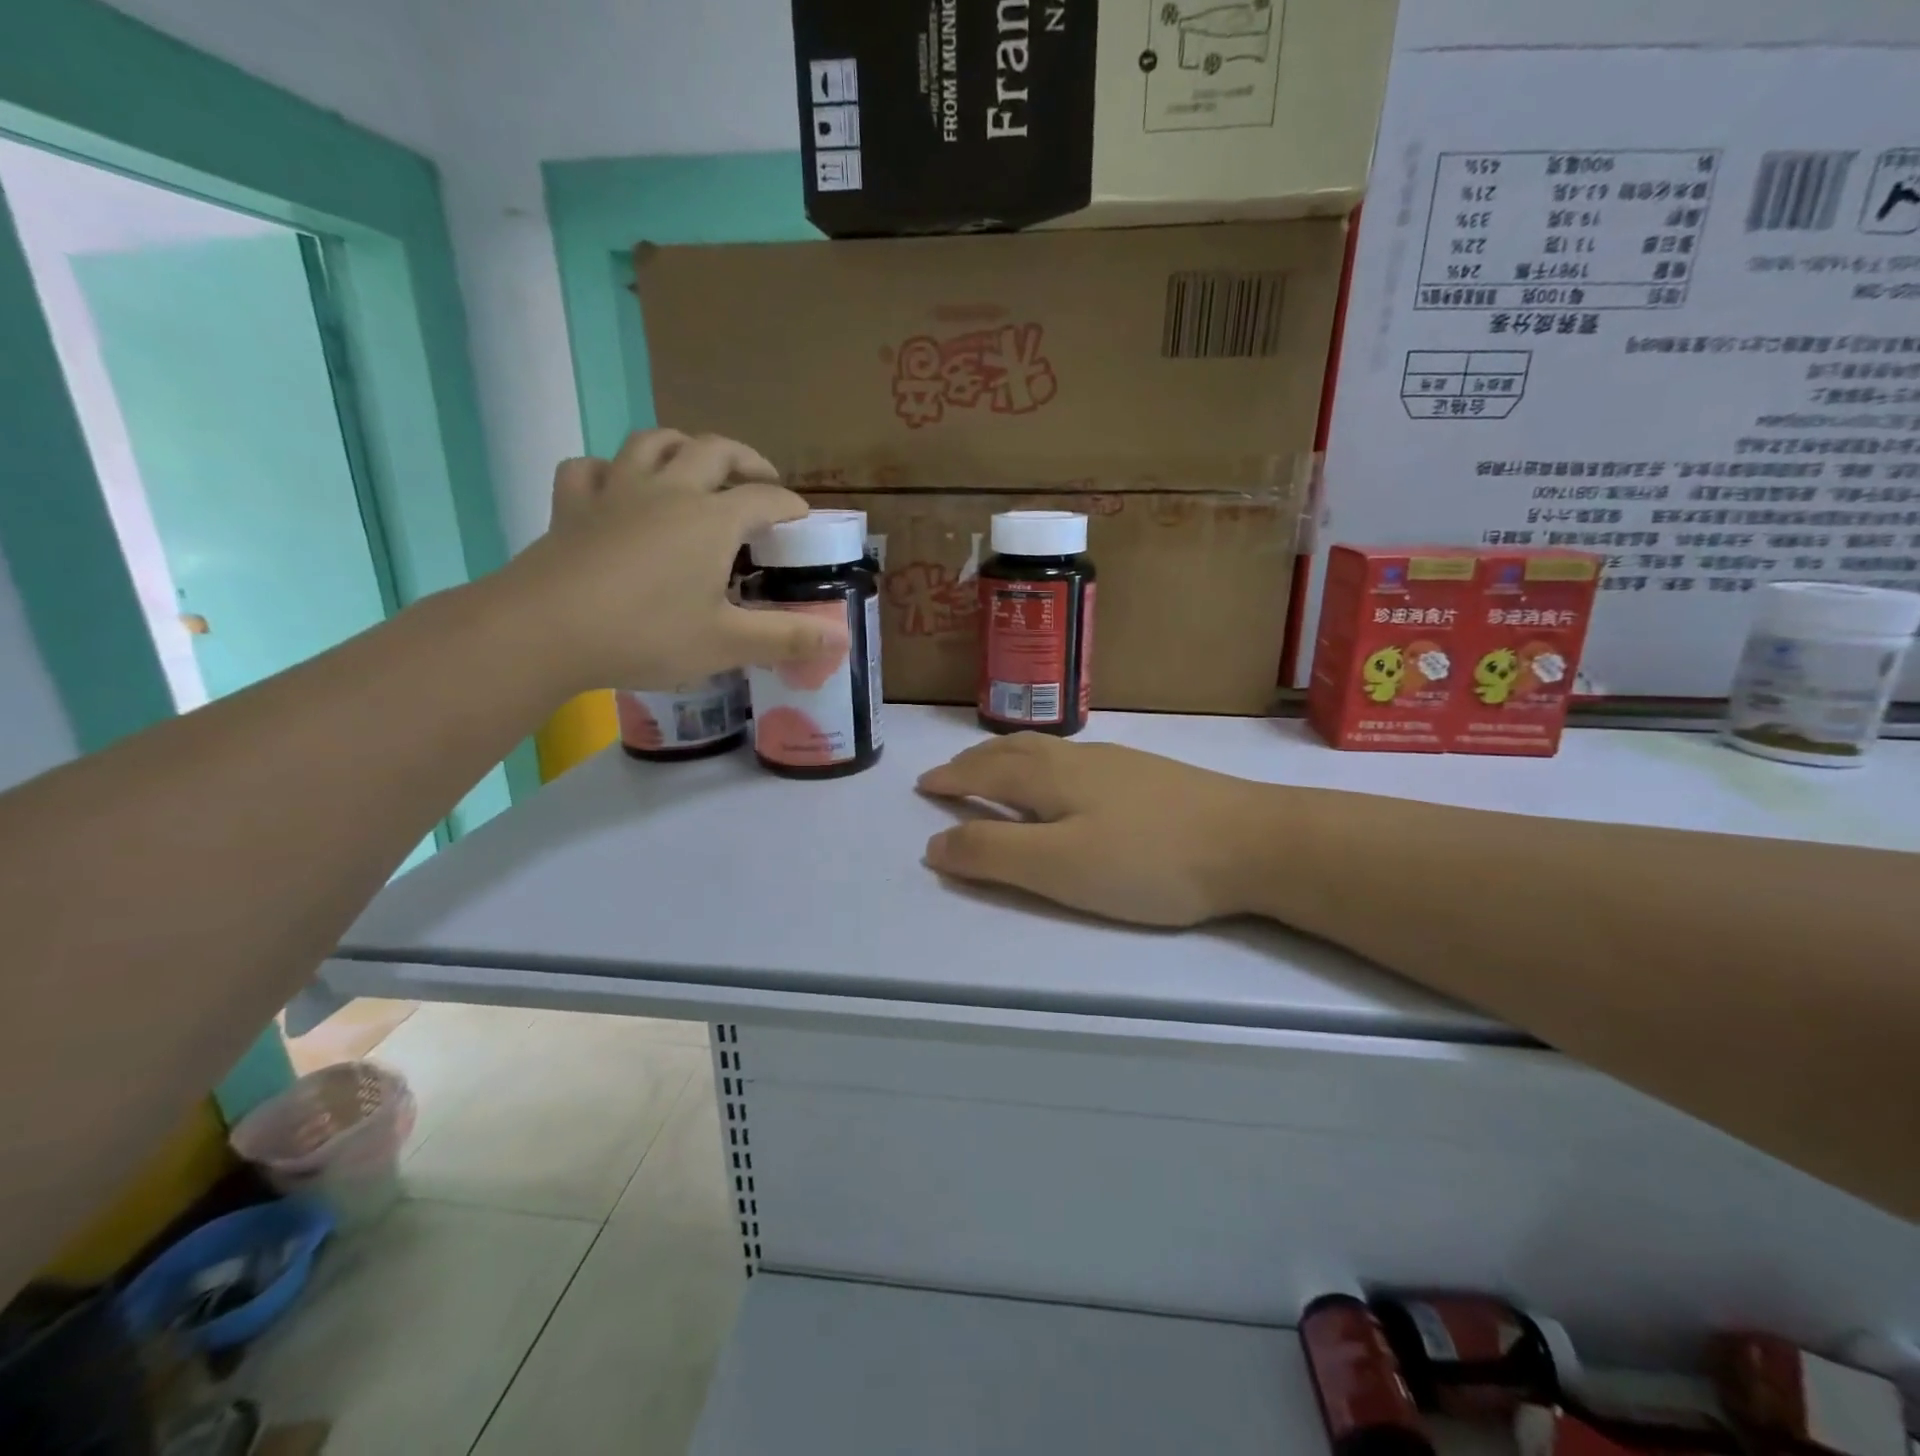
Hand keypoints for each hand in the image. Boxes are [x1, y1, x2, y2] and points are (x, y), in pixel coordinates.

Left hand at [492, 429, 847, 693]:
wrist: (545, 630)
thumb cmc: (646, 634)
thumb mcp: (726, 643)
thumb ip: (786, 638)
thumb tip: (841, 640)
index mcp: (712, 520)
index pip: (765, 500)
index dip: (791, 507)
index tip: (803, 521)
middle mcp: (669, 491)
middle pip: (713, 450)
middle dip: (745, 459)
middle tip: (761, 480)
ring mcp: (616, 491)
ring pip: (652, 442)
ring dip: (682, 446)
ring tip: (696, 466)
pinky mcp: (572, 505)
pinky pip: (591, 467)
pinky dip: (610, 470)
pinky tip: (616, 486)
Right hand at [917, 734, 1272, 926]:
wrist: (1253, 841)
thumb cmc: (1148, 859)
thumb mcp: (1060, 867)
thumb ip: (993, 856)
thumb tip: (934, 845)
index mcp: (1050, 778)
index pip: (985, 771)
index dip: (951, 779)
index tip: (923, 785)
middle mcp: (1079, 759)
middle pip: (1014, 751)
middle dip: (975, 761)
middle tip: (951, 774)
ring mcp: (1119, 764)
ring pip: (1047, 751)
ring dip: (1009, 758)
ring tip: (997, 770)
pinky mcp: (1150, 776)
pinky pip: (1075, 759)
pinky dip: (1045, 765)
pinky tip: (1066, 780)